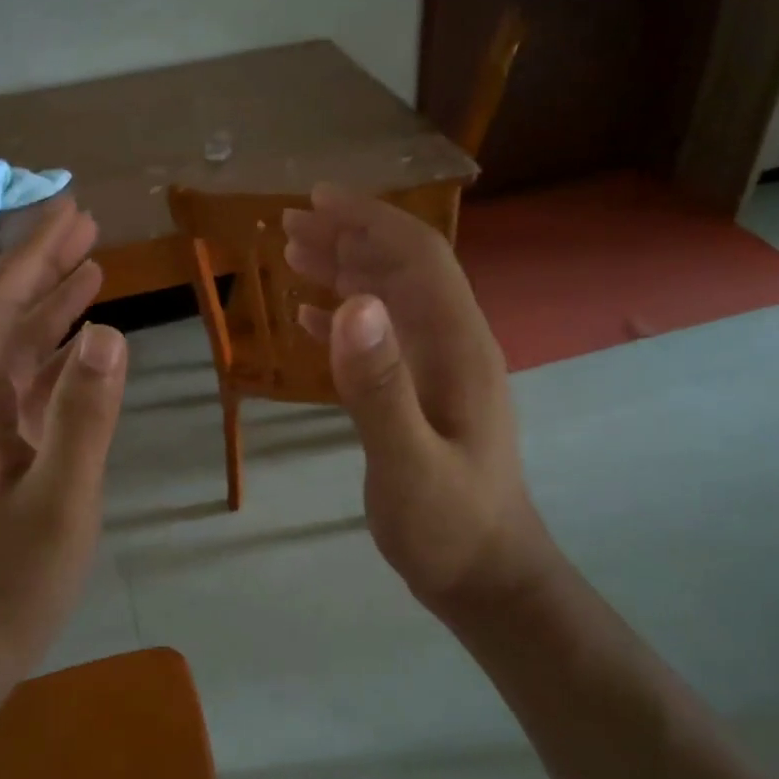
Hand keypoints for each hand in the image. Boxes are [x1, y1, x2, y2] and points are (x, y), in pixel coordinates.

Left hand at [0, 196, 127, 664]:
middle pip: (6, 317)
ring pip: (20, 350)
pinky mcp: (5, 456)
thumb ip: (85, 415)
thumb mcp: (61, 498)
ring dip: (54, 308)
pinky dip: (60, 358)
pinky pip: (33, 387)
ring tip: (93, 270)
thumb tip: (109, 333)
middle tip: (87, 226)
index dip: (34, 254)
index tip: (72, 212)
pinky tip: (85, 349)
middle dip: (44, 267)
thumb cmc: (11, 578)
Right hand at [283, 186, 556, 610]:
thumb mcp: (409, 462)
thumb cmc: (450, 526)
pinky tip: (311, 317)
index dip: (368, 220)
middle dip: (350, 236)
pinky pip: (382, 339)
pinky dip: (346, 318)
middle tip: (290, 223)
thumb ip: (380, 386)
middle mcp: (453, 345)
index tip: (315, 200)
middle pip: (403, 268)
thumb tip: (350, 302)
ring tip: (295, 254)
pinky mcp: (423, 395)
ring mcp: (439, 371)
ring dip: (346, 270)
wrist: (488, 578)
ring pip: (391, 299)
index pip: (417, 256)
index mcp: (457, 346)